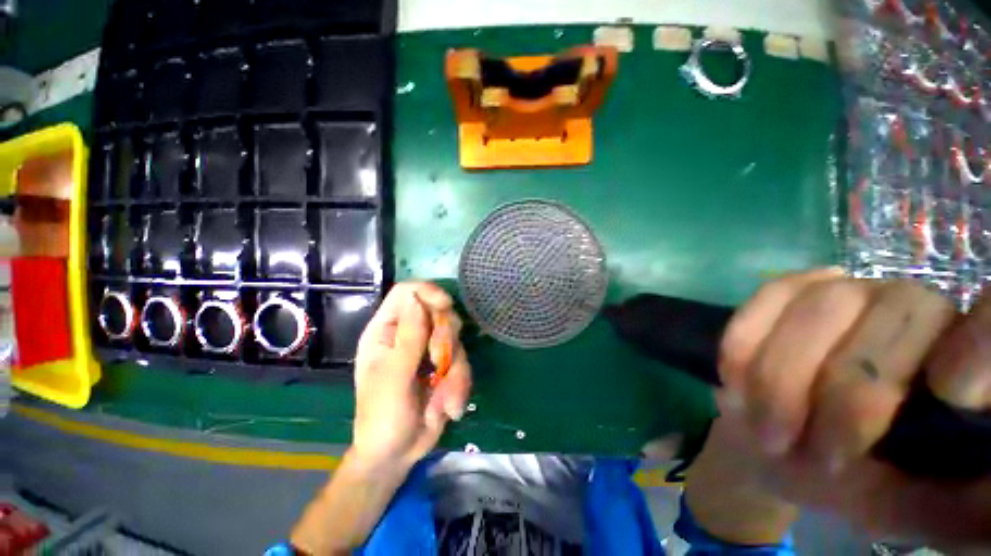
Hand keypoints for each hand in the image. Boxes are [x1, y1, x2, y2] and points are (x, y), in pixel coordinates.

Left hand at [350, 282, 471, 473]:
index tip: (445, 306)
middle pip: (439, 312)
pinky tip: (448, 408)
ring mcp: (429, 350)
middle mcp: (410, 334)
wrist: (397, 454)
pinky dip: (459, 385)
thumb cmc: (382, 417)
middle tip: (438, 365)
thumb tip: (417, 298)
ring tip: (441, 401)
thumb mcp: (393, 378)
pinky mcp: (446, 365)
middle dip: (445, 339)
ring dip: (454, 372)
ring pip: (456, 339)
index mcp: (386, 331)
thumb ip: (408, 338)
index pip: (407, 293)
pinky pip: (463, 362)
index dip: (428, 293)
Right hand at [704, 268, 990, 544]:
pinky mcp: (792, 290)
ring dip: (778, 374)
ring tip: (762, 427)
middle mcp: (921, 310)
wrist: (782, 447)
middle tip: (795, 448)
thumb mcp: (912, 513)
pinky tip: (735, 377)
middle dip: (839, 393)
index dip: (982, 343)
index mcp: (965, 367)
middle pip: (895, 313)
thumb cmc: (858, 485)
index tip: (954, 394)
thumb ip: (963, 508)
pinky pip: (768, 297)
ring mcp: (851, 291)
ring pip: (819, 306)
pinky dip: (745, 341)